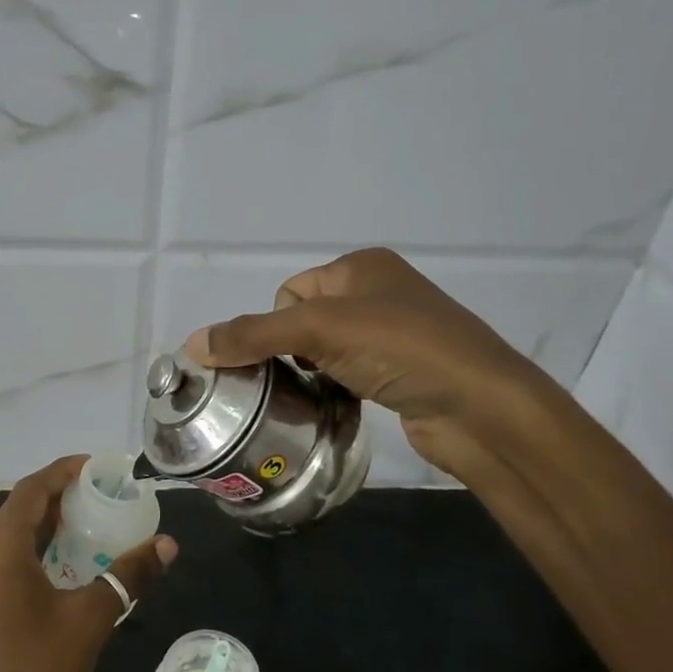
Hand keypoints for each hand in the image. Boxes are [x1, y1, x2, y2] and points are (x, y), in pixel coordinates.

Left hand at [0, 456, 176, 671]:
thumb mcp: (89, 620)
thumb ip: (127, 577)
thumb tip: (167, 546)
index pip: (31, 491)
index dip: (63, 472)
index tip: (98, 467)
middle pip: (18, 510)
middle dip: (59, 498)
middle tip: (102, 495)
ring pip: (8, 536)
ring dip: (46, 526)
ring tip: (89, 524)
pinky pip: (1, 560)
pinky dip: (32, 550)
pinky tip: (62, 566)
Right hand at [185, 248, 538, 475]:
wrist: (479, 406)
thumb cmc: (400, 348)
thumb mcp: (319, 330)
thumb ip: (253, 335)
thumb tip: (193, 344)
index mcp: (362, 265)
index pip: (291, 291)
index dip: (281, 325)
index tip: (298, 354)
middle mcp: (379, 291)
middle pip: (305, 321)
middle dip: (296, 350)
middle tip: (309, 375)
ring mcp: (396, 332)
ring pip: (327, 350)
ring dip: (316, 371)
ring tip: (327, 392)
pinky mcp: (404, 371)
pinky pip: (350, 372)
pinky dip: (339, 387)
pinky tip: (346, 403)